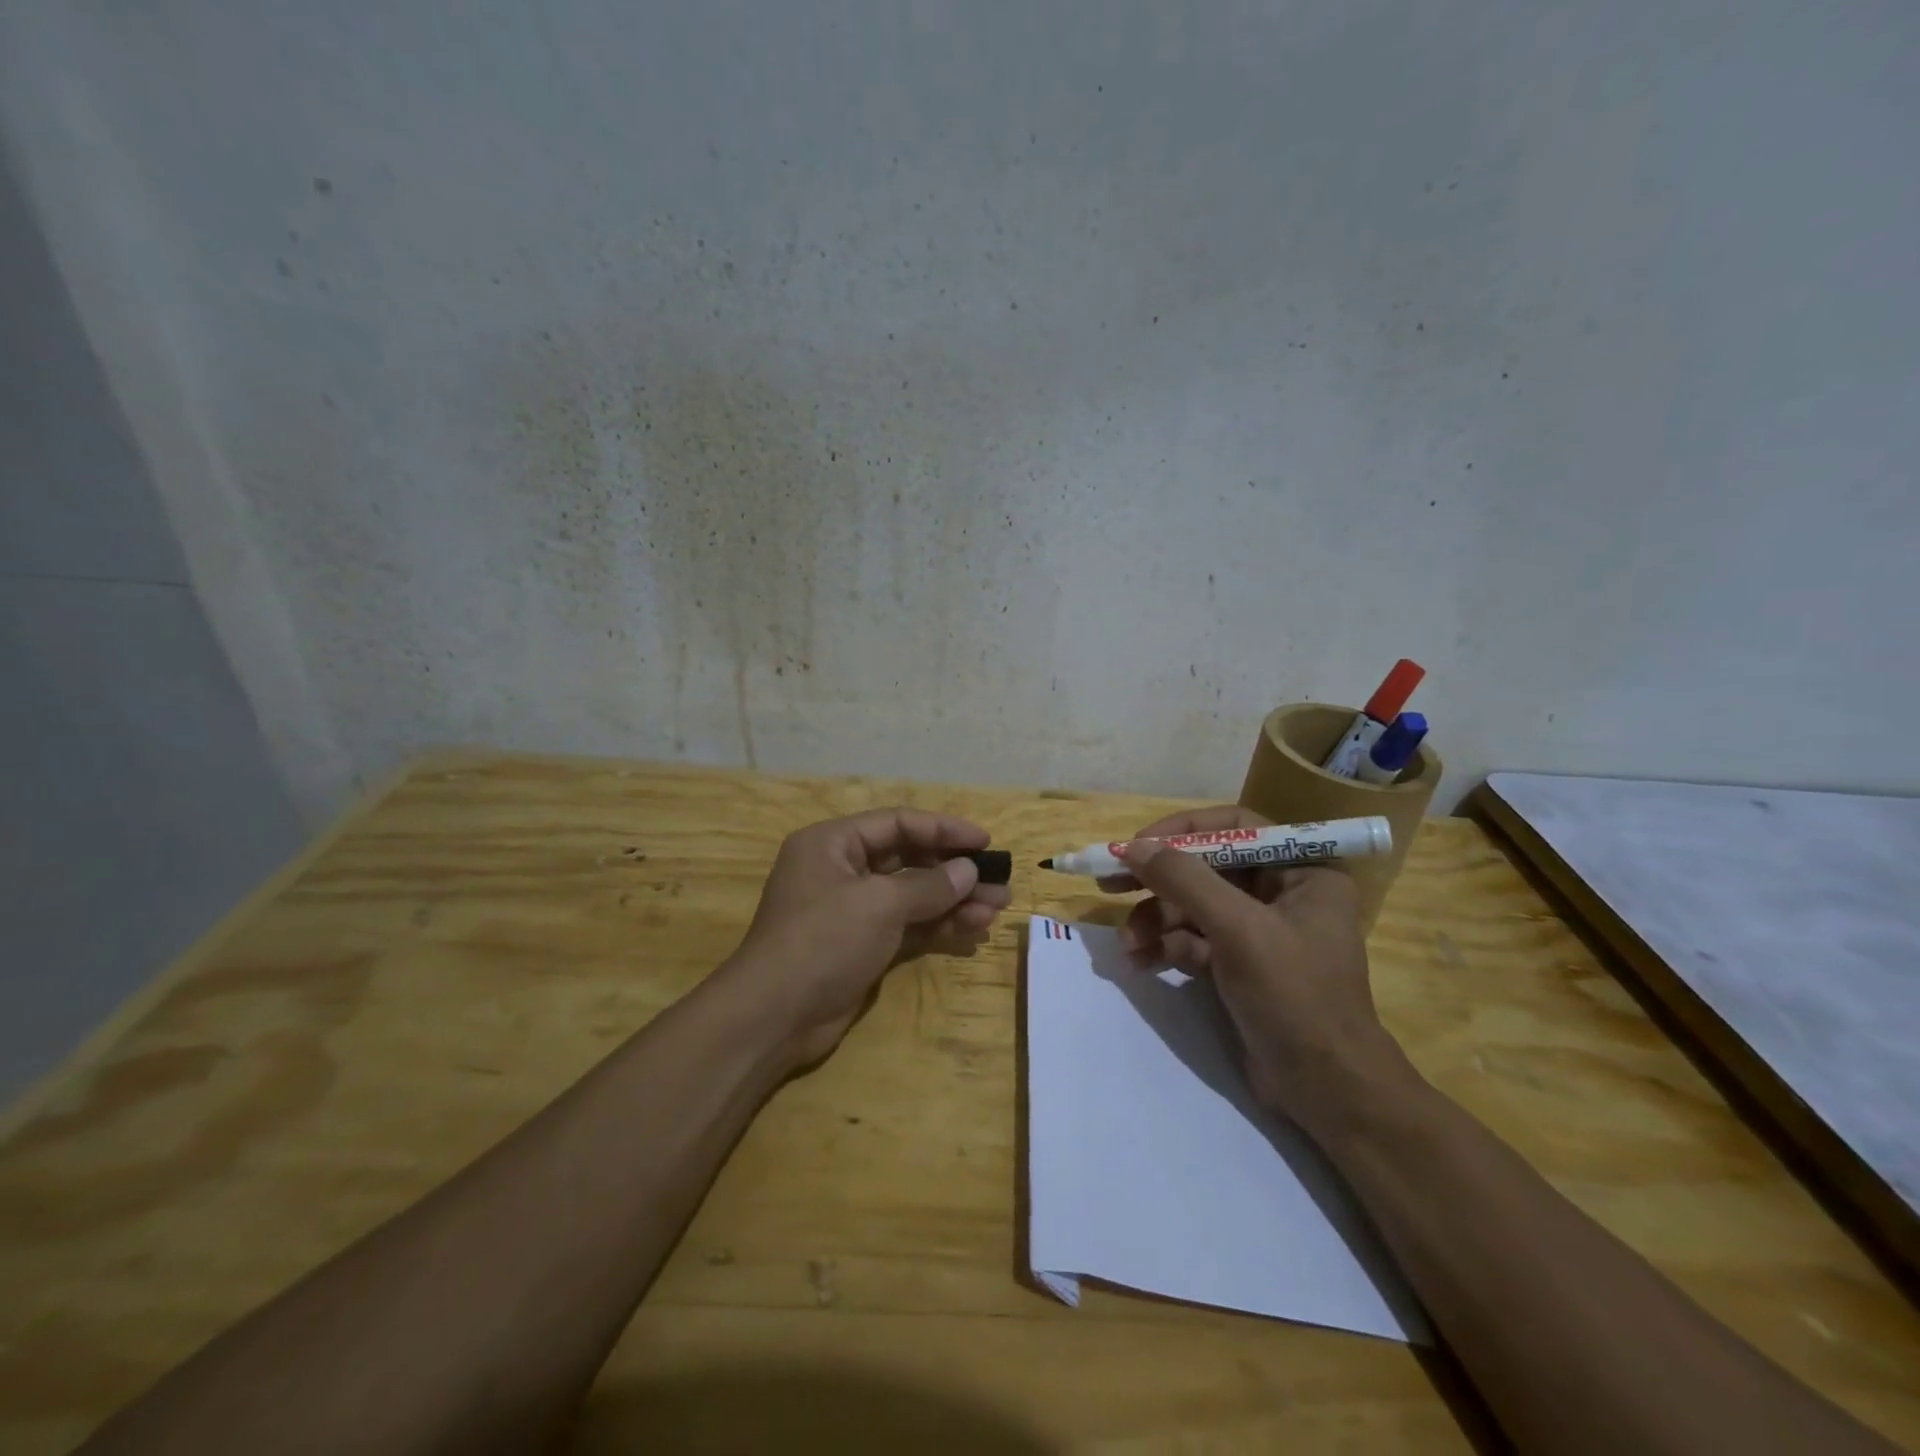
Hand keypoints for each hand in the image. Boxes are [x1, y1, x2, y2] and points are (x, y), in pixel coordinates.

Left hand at [718, 807, 1012, 1067]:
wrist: (773, 1017)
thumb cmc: (822, 941)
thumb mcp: (878, 904)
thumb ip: (928, 885)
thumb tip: (969, 871)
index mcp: (833, 843)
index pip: (897, 823)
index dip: (943, 829)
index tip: (985, 841)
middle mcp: (842, 870)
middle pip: (909, 859)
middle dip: (955, 871)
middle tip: (999, 881)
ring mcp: (852, 910)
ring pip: (913, 895)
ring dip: (954, 901)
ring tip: (997, 909)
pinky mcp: (862, 945)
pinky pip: (908, 925)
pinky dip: (938, 926)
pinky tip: (973, 930)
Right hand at [1111, 806, 1413, 1134]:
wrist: (1326, 1091)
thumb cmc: (1294, 996)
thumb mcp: (1238, 930)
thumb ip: (1185, 881)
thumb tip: (1132, 847)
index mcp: (1303, 870)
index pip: (1234, 828)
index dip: (1182, 830)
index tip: (1137, 845)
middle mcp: (1282, 892)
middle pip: (1207, 867)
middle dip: (1158, 879)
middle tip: (1108, 882)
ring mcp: (1259, 930)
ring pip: (1194, 906)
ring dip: (1156, 920)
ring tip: (1128, 944)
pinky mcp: (1240, 964)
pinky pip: (1194, 939)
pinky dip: (1166, 947)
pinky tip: (1141, 962)